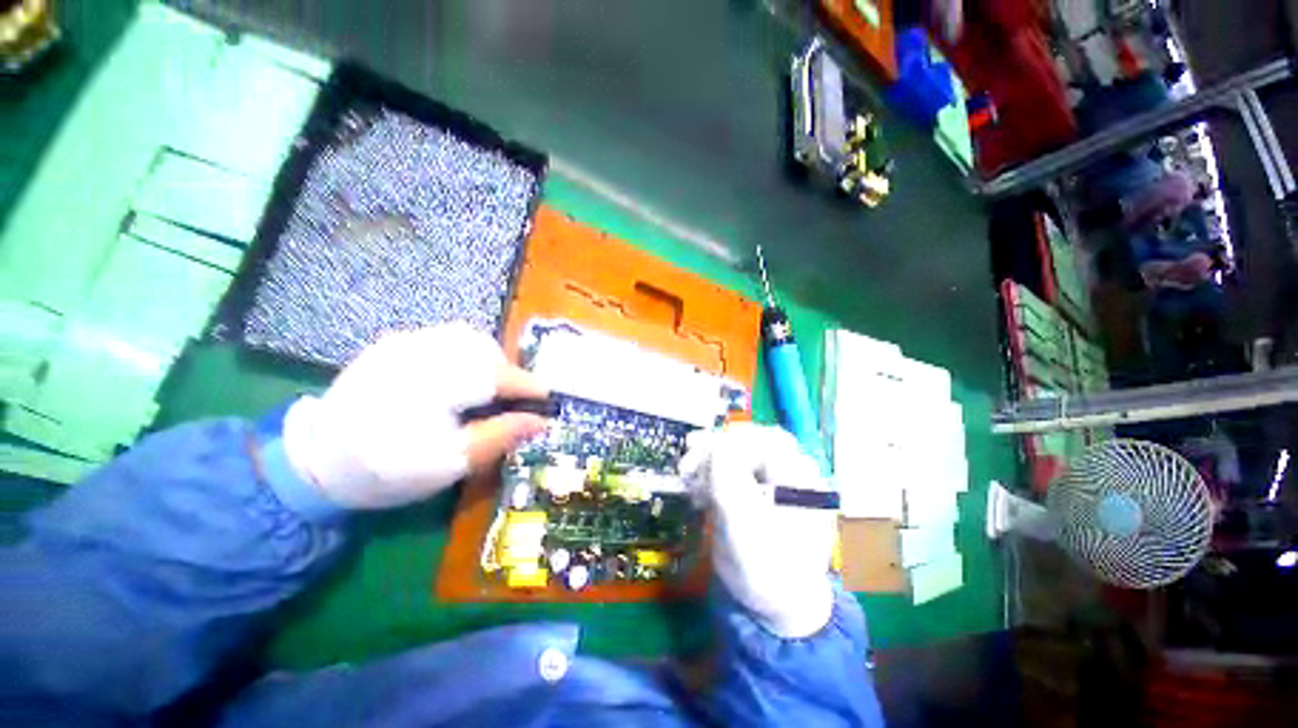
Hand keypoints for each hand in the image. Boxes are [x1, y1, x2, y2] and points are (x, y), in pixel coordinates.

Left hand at [281, 324, 547, 509]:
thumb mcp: (451, 462)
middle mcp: (421, 353)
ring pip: (466, 338)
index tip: (547, 399)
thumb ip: (500, 436)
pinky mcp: (393, 343)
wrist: (319, 462)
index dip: (529, 387)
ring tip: (485, 387)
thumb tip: (541, 421)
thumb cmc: (389, 469)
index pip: (500, 376)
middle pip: (485, 350)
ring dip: (487, 359)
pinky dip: (463, 353)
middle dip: (507, 372)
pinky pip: (443, 337)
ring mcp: (403, 343)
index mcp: (435, 385)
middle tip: (510, 398)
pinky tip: (457, 376)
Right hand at [681, 423, 836, 637]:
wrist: (778, 605)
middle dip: (716, 448)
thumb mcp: (747, 533)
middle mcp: (791, 472)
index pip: (767, 441)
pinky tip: (696, 489)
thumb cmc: (770, 574)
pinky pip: (732, 468)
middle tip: (687, 460)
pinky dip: (710, 473)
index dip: (730, 441)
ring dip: (709, 460)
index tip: (697, 450)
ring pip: (740, 452)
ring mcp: (773, 479)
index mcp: (801, 480)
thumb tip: (716, 448)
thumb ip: (731, 488)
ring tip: (687, 477)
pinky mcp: (756, 488)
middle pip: (752, 442)